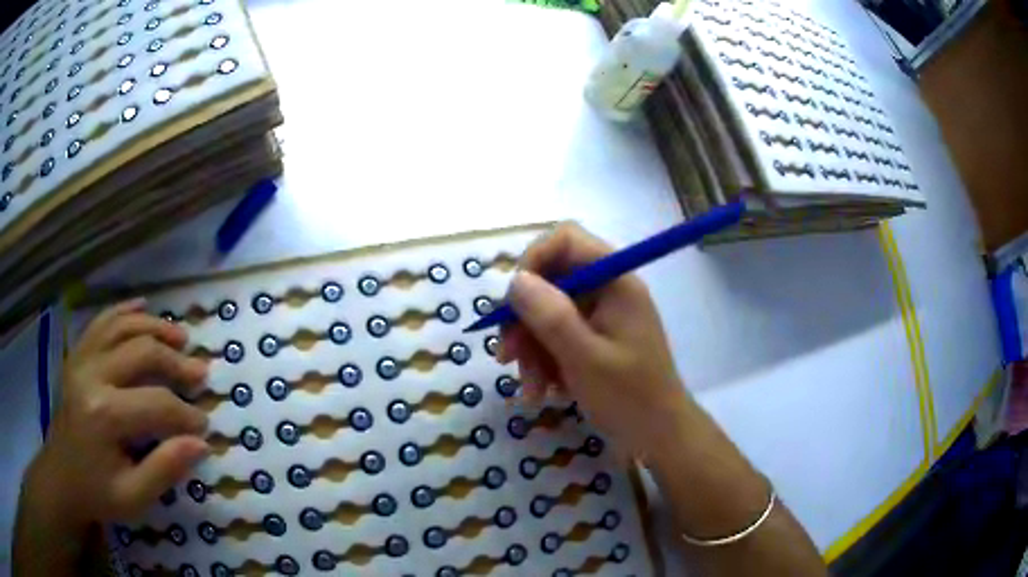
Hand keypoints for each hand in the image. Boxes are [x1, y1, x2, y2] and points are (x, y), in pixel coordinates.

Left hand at [23, 299, 209, 532]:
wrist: (61, 476)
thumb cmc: (97, 492)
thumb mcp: (134, 497)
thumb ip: (165, 469)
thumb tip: (200, 443)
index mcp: (104, 414)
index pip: (156, 403)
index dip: (186, 414)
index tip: (204, 427)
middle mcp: (91, 374)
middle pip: (141, 351)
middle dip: (176, 362)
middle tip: (200, 374)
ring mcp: (81, 358)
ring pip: (123, 326)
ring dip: (155, 327)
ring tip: (181, 337)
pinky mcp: (76, 353)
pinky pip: (102, 321)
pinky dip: (124, 311)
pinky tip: (142, 306)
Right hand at [498, 223, 691, 456]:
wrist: (659, 436)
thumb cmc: (629, 397)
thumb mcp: (584, 358)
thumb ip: (550, 316)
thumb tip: (515, 279)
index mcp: (615, 280)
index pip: (566, 240)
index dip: (533, 260)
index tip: (512, 300)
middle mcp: (607, 290)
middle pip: (550, 281)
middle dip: (524, 320)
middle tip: (506, 356)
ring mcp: (600, 316)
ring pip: (547, 314)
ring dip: (531, 349)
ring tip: (531, 388)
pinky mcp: (594, 339)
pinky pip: (557, 337)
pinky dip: (544, 361)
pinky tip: (543, 391)